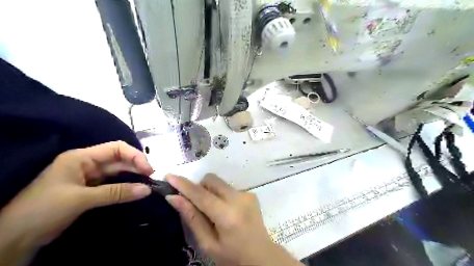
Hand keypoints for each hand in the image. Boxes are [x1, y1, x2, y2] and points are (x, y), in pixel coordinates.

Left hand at [0, 141, 152, 250]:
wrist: (14, 237)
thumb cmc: (44, 210)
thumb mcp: (81, 199)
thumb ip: (116, 193)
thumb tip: (147, 190)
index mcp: (82, 157)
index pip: (116, 148)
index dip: (135, 155)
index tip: (148, 169)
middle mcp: (87, 163)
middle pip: (119, 159)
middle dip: (136, 166)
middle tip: (151, 178)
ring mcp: (89, 176)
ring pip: (118, 171)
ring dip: (133, 176)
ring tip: (147, 183)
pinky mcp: (90, 189)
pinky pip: (113, 183)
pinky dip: (125, 186)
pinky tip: (135, 189)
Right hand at [165, 174, 300, 264]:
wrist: (262, 256)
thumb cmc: (232, 256)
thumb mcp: (208, 244)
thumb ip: (192, 219)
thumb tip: (174, 198)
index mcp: (227, 215)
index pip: (201, 194)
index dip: (184, 185)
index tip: (169, 176)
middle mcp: (239, 199)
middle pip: (212, 180)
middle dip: (199, 187)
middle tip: (195, 204)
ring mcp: (247, 194)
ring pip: (220, 183)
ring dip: (211, 192)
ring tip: (213, 211)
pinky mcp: (251, 194)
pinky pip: (229, 189)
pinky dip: (221, 196)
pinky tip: (226, 212)